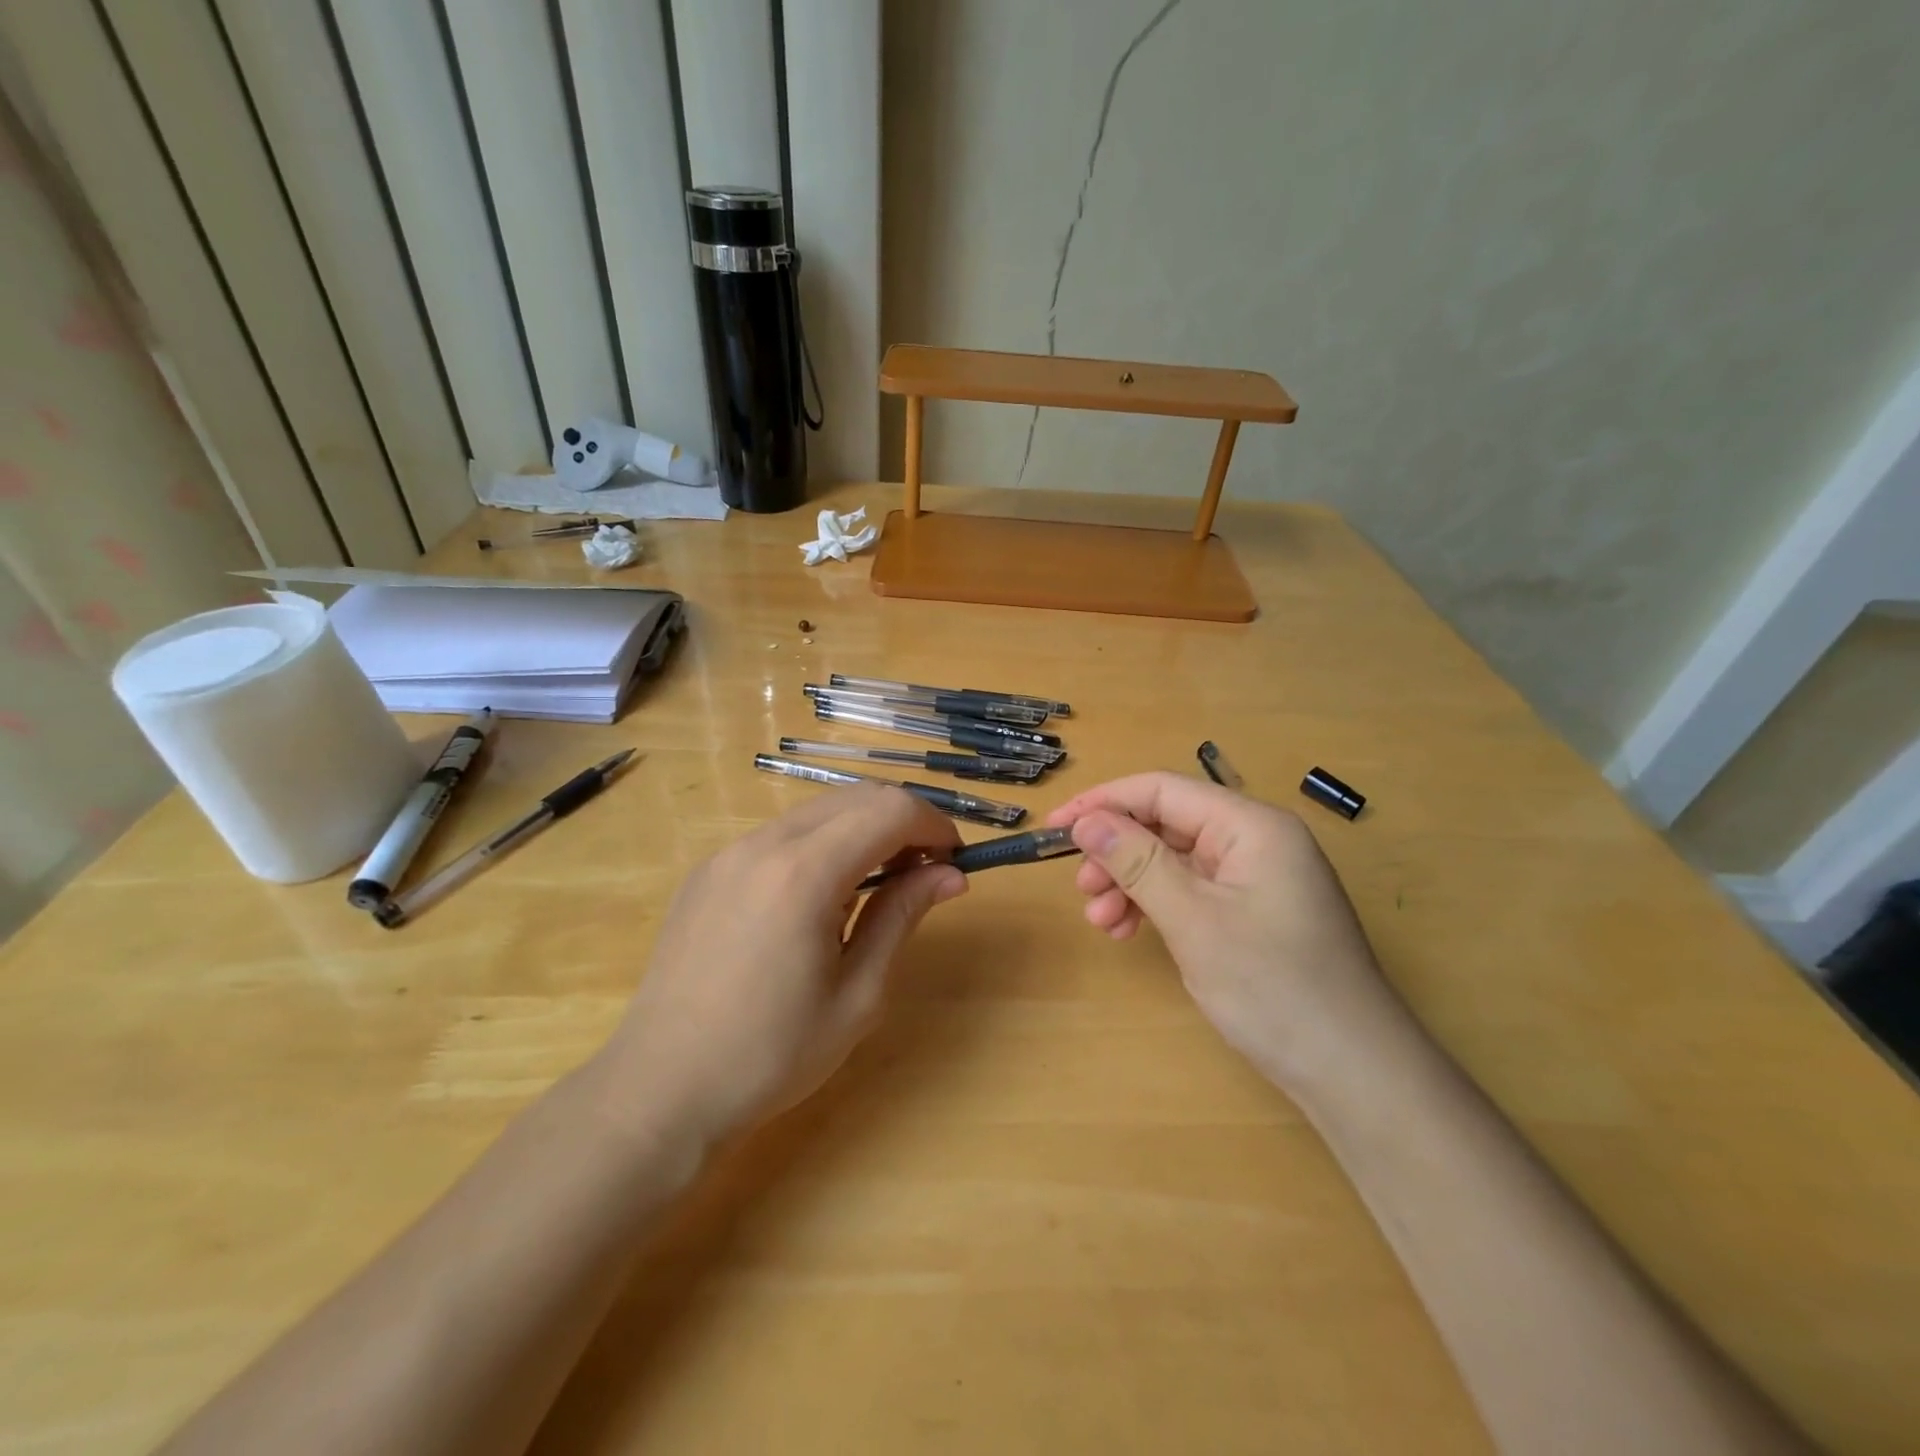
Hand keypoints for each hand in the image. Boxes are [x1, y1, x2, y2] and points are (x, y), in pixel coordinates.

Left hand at [604, 786, 966, 1142]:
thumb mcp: (858, 994)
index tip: (954, 862)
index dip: (934, 826)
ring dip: (862, 830)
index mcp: (804, 873)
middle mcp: (763, 844)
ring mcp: (728, 853)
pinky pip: (780, 835)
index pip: (890, 810)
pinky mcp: (708, 871)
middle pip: (855, 798)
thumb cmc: (771, 1054)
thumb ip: (903, 917)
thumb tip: (950, 875)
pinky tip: (820, 898)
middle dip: (902, 822)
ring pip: (817, 811)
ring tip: (877, 886)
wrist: (660, 1089)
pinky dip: (820, 845)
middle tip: (924, 874)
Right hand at [1047, 772, 1400, 1089]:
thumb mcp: (1193, 919)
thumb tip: (1086, 821)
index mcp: (1252, 825)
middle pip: (1168, 824)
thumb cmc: (1272, 987)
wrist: (1353, 1073)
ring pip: (1175, 860)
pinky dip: (1156, 905)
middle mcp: (1256, 840)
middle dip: (1117, 851)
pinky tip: (1129, 931)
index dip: (1104, 802)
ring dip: (1131, 883)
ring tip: (1102, 921)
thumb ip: (1136, 861)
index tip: (1056, 827)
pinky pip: (1192, 890)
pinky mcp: (1254, 911)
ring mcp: (1257, 877)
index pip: (1163, 790)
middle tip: (1081, 889)